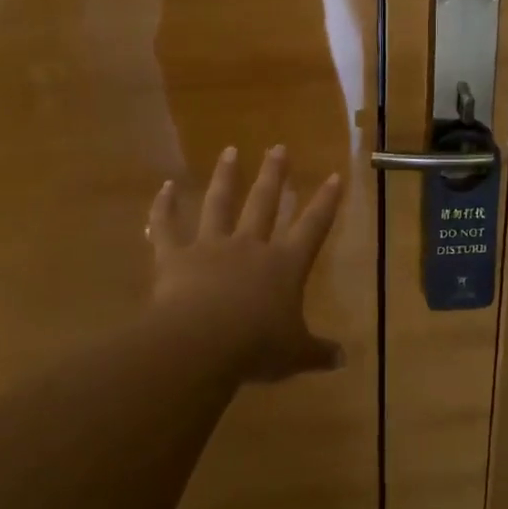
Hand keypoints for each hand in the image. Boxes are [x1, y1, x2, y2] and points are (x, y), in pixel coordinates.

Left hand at [146, 146, 344, 383]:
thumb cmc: (257, 346)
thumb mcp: (295, 354)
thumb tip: (344, 360)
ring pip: (220, 204)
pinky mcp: (175, 256)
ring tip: (230, 150)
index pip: (313, 227)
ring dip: (225, 176)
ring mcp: (211, 247)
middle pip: (264, 203)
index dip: (325, 202)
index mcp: (284, 265)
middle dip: (274, 175)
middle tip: (278, 148)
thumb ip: (319, 353)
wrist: (203, 342)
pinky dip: (163, 207)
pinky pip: (166, 226)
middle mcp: (250, 246)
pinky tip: (164, 187)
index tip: (334, 176)